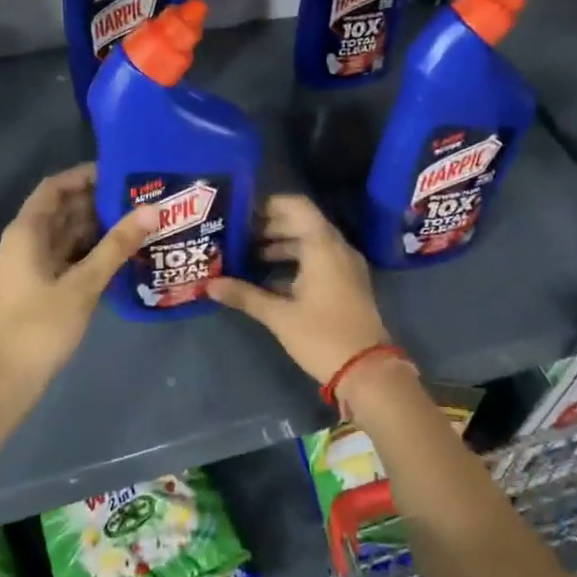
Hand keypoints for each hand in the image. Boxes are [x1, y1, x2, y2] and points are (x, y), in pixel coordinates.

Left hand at [0, 164, 153, 408]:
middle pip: (63, 209)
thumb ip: (117, 245)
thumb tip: (152, 210)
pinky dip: (92, 251)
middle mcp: (26, 242)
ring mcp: (32, 266)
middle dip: (98, 201)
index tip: (121, 173)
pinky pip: (69, 257)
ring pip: (67, 234)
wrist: (6, 380)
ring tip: (139, 221)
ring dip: (98, 227)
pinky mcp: (41, 286)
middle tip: (141, 197)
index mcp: (26, 232)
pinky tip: (122, 254)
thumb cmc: (40, 326)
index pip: (55, 188)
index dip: (84, 176)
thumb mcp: (84, 283)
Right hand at [208, 195, 398, 391]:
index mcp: (322, 245)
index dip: (267, 205)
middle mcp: (337, 247)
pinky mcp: (347, 284)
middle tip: (236, 236)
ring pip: (309, 243)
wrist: (368, 371)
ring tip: (246, 257)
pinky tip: (268, 280)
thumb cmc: (322, 336)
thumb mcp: (279, 316)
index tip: (241, 213)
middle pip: (301, 223)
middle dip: (268, 227)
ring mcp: (345, 266)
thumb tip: (208, 285)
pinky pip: (318, 260)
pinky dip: (295, 262)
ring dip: (280, 246)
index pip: (295, 206)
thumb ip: (244, 295)